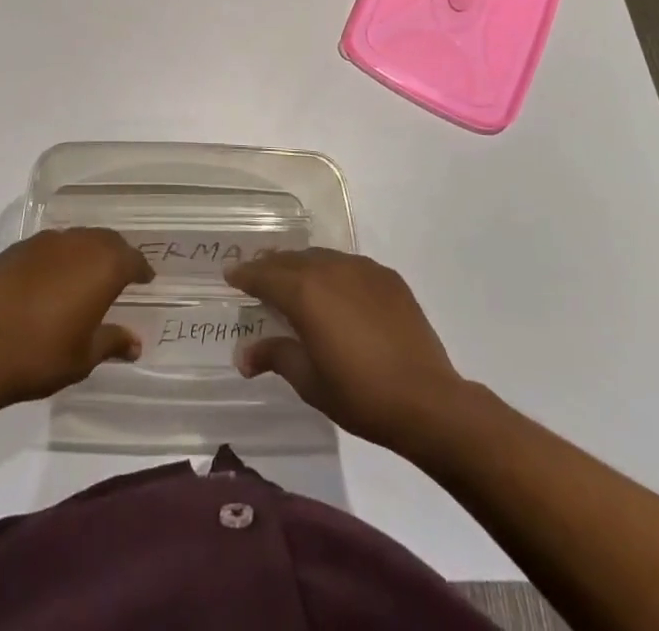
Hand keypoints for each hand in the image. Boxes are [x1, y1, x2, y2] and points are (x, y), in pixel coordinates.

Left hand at [0, 228, 153, 406]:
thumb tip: (135, 343)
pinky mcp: (16, 249)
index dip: (141, 269)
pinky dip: (58, 257)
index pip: (131, 258)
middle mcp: (76, 244)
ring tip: (86, 274)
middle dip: (116, 254)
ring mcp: (43, 242)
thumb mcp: (84, 357)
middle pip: (105, 240)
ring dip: (86, 252)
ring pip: (76, 238)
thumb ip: (112, 342)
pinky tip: (51, 278)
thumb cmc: (41, 355)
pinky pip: (48, 246)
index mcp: (102, 266)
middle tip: (120, 273)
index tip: (146, 279)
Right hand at [224, 247, 462, 453]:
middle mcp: (329, 269)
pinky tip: (337, 291)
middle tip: (257, 274)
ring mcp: (362, 269)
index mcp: (304, 292)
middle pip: (290, 260)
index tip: (230, 275)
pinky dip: (334, 273)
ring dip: (302, 266)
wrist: (428, 401)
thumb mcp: (309, 381)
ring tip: (295, 279)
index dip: (244, 275)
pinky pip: (350, 266)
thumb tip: (243, 355)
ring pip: (321, 258)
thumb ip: (275, 356)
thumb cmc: (360, 394)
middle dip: (270, 266)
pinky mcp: (388, 278)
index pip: (264, 275)